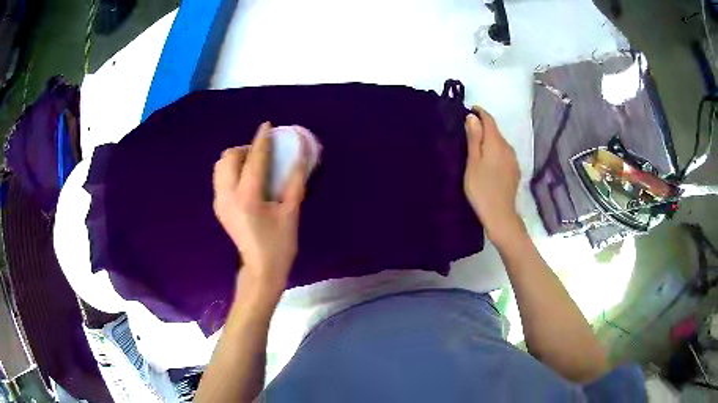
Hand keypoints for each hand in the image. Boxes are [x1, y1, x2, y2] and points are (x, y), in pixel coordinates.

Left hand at [213, 122, 307, 290]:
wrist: (261, 270)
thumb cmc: (280, 244)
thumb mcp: (291, 212)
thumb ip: (296, 179)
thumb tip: (303, 153)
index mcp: (247, 197)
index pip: (254, 159)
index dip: (262, 140)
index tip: (267, 126)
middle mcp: (228, 196)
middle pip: (228, 157)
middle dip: (245, 148)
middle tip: (262, 153)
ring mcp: (220, 202)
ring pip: (220, 166)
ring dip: (236, 159)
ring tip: (253, 165)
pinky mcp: (219, 207)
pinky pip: (220, 178)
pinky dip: (231, 170)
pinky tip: (246, 180)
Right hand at [463, 106, 521, 244]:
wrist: (500, 214)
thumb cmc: (482, 188)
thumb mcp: (473, 162)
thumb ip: (474, 138)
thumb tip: (473, 117)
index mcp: (496, 143)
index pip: (489, 120)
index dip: (480, 113)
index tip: (470, 110)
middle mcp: (508, 147)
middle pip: (496, 131)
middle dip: (484, 127)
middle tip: (468, 130)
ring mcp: (513, 160)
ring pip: (500, 143)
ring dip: (490, 140)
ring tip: (477, 147)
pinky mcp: (515, 170)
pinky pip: (504, 153)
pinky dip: (495, 151)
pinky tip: (489, 162)